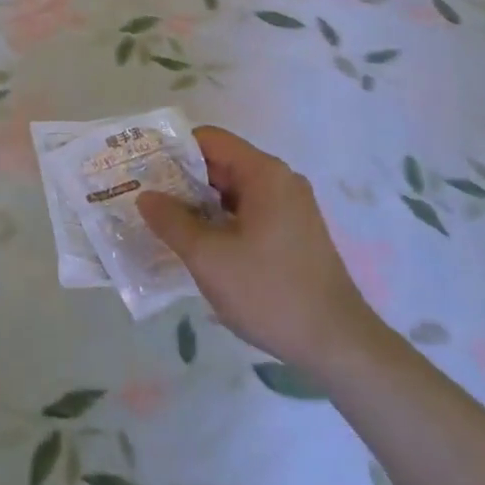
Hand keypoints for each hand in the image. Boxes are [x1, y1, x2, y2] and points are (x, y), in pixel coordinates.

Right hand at [138, 127, 381, 374]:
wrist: (339, 345)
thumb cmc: (271, 293)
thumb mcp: (210, 259)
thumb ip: (172, 222)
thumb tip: (146, 196)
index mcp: (264, 173)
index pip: (209, 139)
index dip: (173, 150)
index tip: (145, 169)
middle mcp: (281, 179)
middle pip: (222, 163)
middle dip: (183, 179)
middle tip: (148, 198)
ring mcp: (291, 206)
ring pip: (235, 190)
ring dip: (201, 203)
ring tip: (166, 222)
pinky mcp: (295, 232)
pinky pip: (250, 211)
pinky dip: (223, 220)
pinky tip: (201, 245)